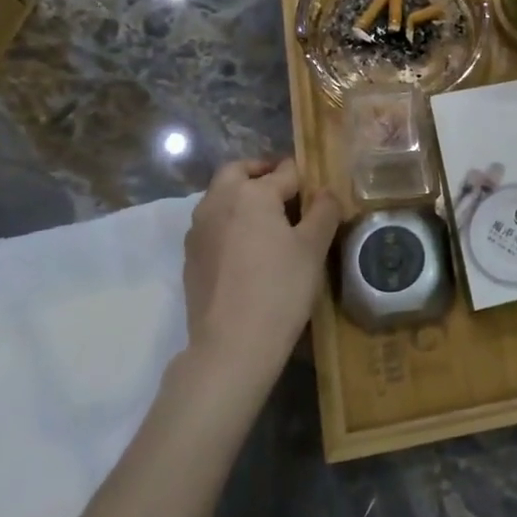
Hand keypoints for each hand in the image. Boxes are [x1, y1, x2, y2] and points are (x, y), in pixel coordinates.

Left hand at [182, 157, 340, 390]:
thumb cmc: (280, 288)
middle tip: (286, 189)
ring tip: (268, 221)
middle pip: (238, 171)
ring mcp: (198, 229)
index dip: (304, 177)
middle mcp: (218, 201)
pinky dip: (229, 222)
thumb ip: (323, 211)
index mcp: (251, 193)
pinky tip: (248, 249)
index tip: (318, 190)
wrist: (231, 345)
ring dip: (242, 196)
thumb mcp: (314, 248)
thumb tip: (325, 192)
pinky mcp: (190, 256)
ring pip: (220, 196)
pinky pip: (212, 224)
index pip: (284, 171)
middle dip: (261, 173)